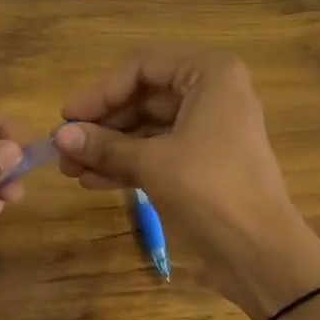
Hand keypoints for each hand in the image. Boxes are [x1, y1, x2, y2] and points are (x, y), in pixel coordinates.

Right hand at [55, 49, 319, 318]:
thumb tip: (59, 137)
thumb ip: (104, 146)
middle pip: (143, 97)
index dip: (102, 91)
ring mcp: (208, 130)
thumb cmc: (210, 190)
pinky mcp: (203, 163)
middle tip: (63, 147)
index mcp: (210, 75)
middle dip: (102, 124)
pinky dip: (127, 164)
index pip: (143, 66)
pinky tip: (92, 181)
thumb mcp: (151, 163)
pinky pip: (157, 152)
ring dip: (108, 147)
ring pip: (147, 128)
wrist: (260, 253)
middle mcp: (211, 93)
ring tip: (69, 169)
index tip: (68, 117)